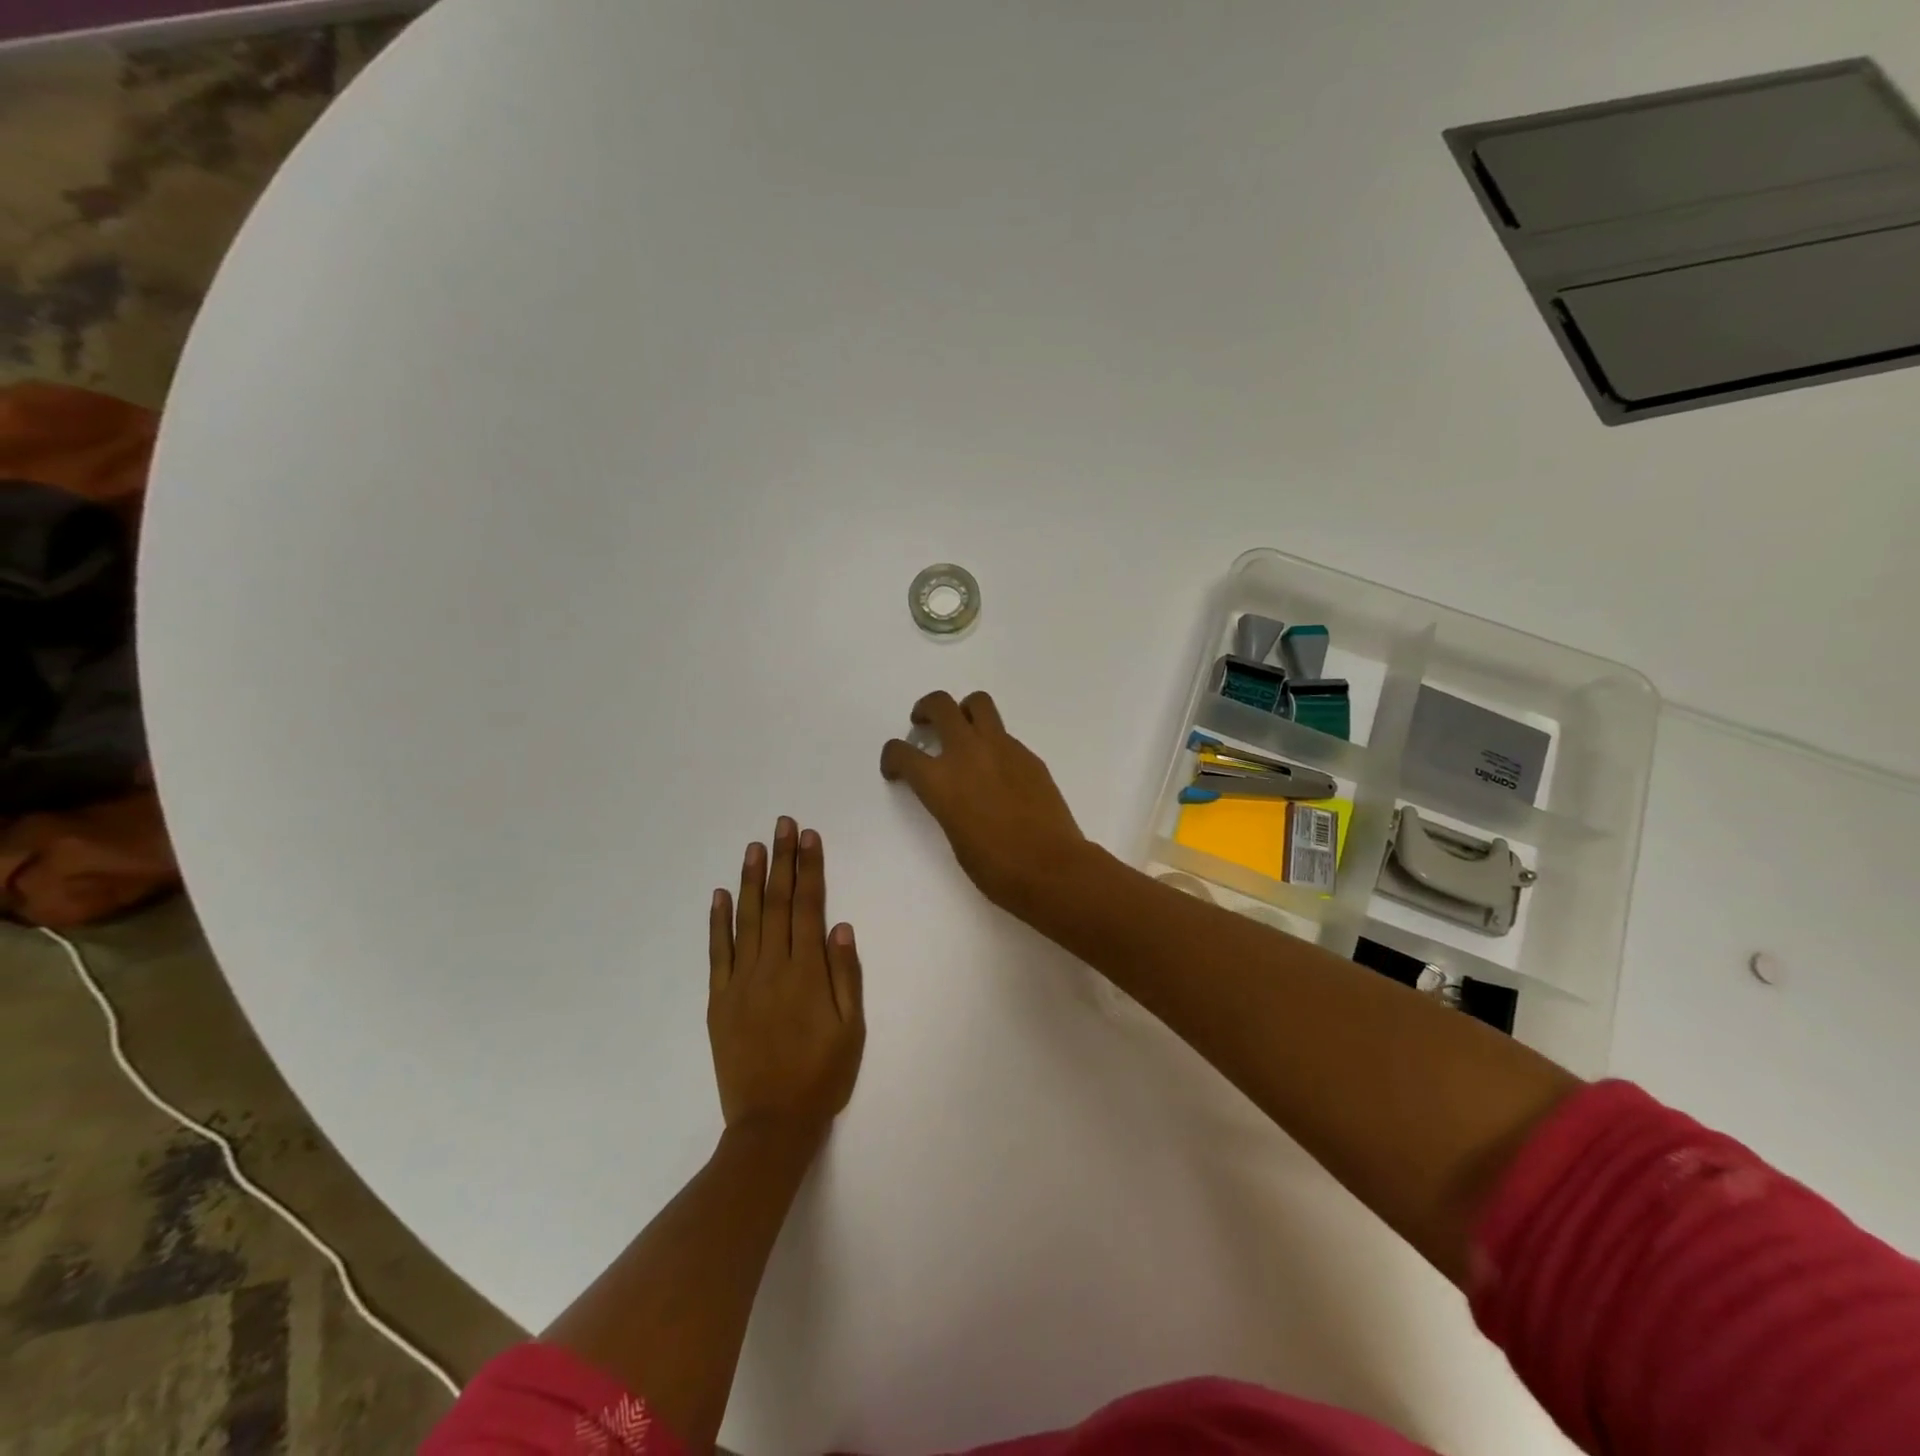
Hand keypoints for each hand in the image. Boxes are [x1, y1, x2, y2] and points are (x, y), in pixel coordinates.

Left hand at [708, 818, 864, 1140]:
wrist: (771, 1124)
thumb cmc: (821, 1076)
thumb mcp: (851, 1029)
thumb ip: (846, 976)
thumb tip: (841, 927)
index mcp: (806, 973)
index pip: (807, 907)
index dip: (809, 869)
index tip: (809, 837)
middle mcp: (771, 968)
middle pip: (776, 904)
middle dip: (782, 861)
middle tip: (783, 824)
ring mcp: (740, 982)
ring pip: (745, 920)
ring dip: (750, 880)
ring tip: (755, 847)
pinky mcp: (719, 1000)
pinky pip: (717, 953)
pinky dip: (717, 922)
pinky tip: (718, 895)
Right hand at [879, 690, 1087, 913]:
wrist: (1051, 867)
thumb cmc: (996, 867)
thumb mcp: (954, 835)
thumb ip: (946, 801)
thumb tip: (953, 790)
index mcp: (940, 780)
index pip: (901, 752)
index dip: (892, 758)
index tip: (896, 769)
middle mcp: (967, 753)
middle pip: (940, 705)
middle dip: (926, 710)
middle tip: (924, 724)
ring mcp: (1002, 748)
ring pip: (977, 703)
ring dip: (963, 711)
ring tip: (963, 731)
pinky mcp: (1028, 755)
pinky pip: (1004, 734)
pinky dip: (992, 742)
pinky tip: (998, 769)